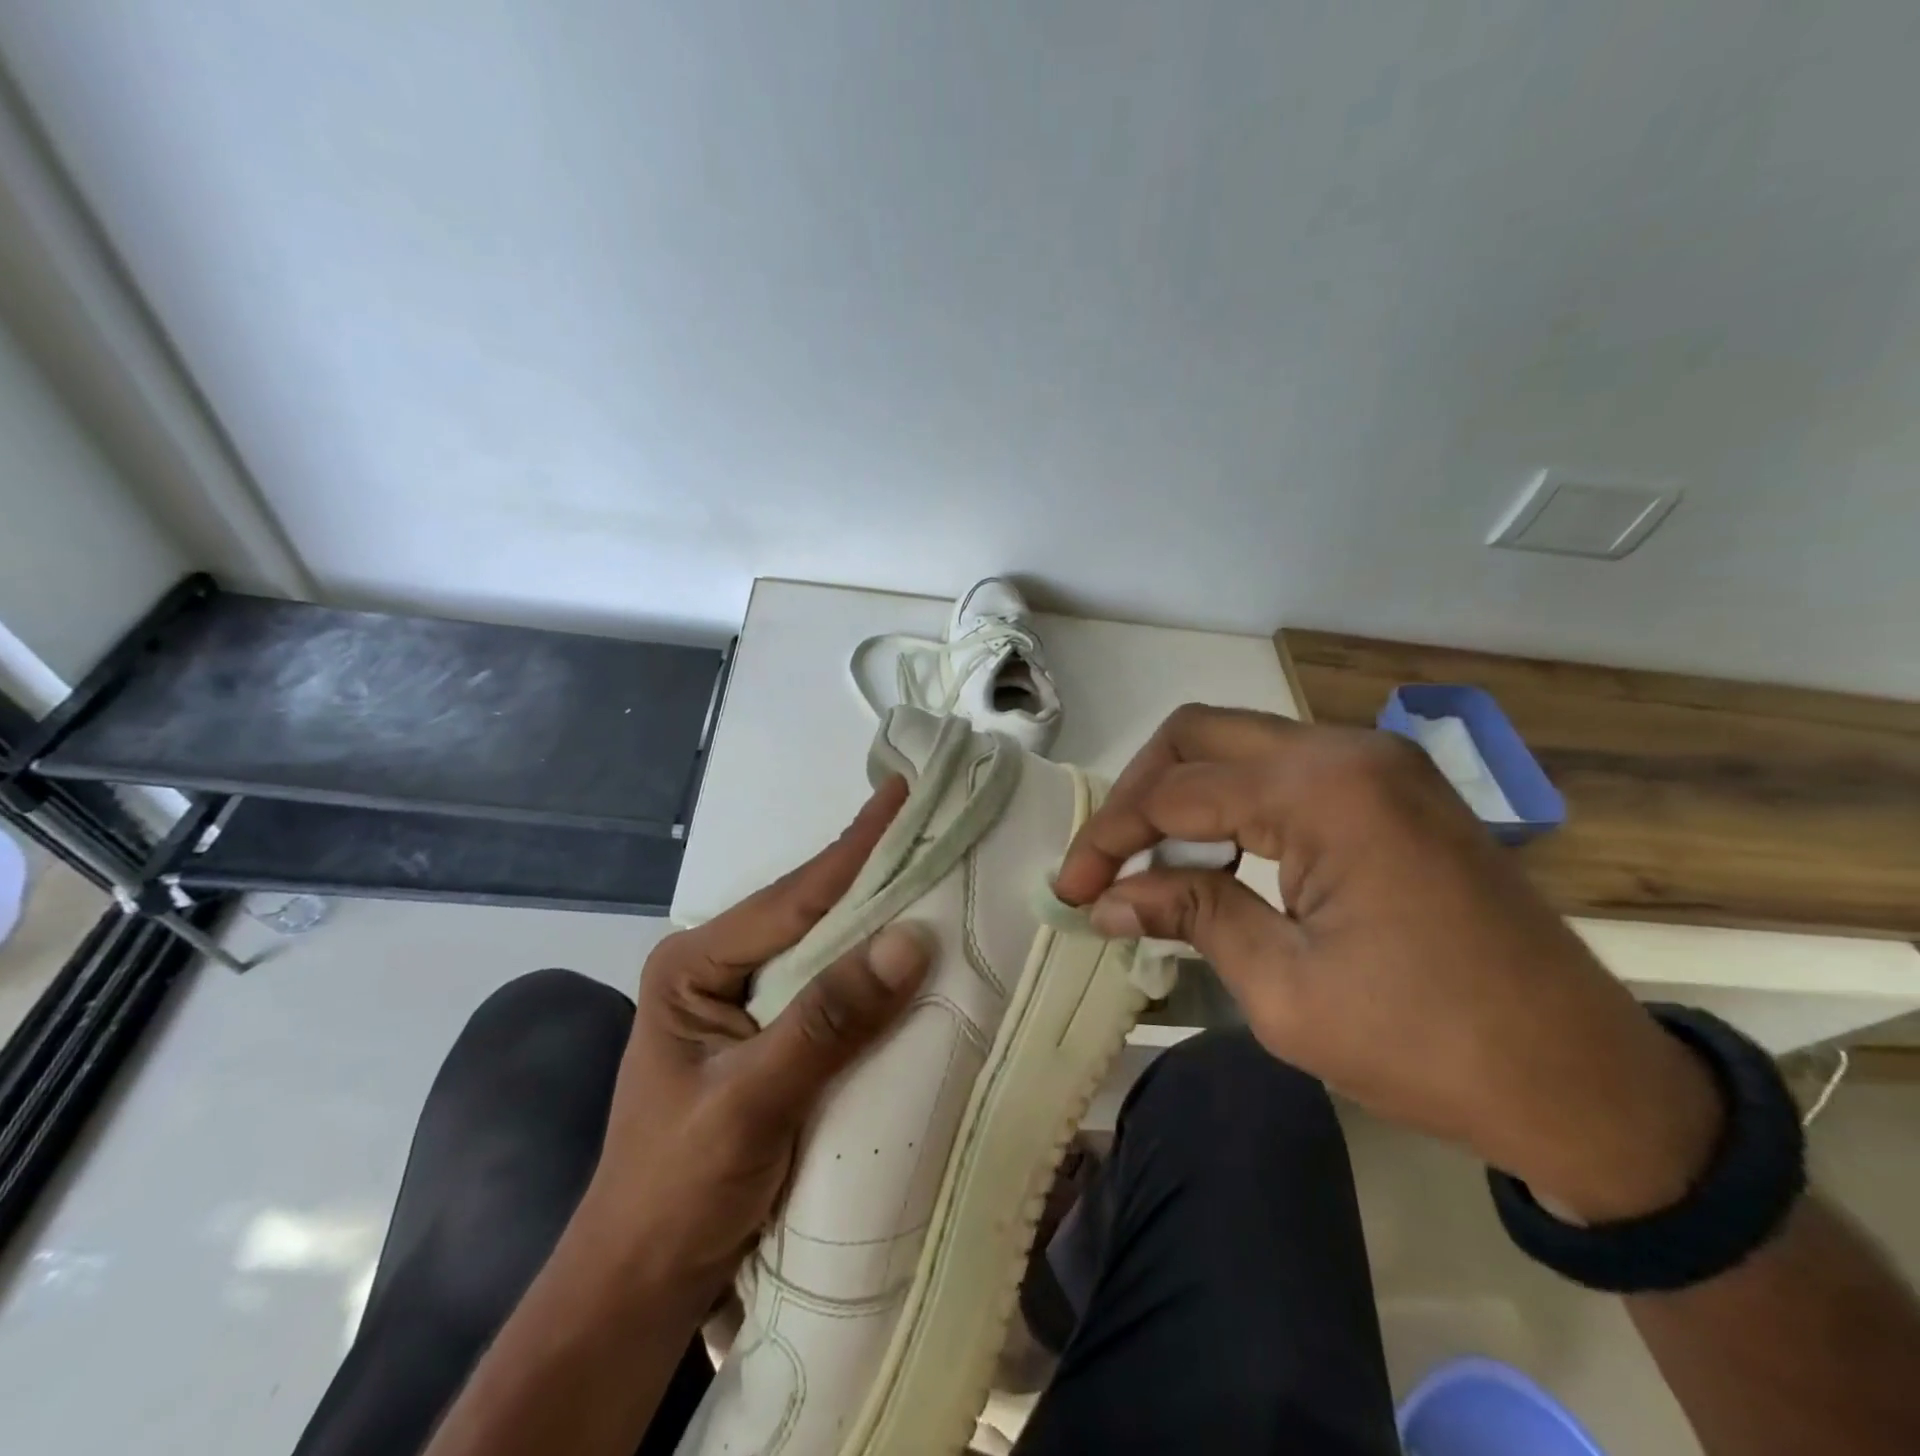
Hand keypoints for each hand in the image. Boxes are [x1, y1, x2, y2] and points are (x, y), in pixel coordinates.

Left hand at [573, 779, 932, 1306]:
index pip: (792, 897)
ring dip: (881, 920)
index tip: (904, 793)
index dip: (855, 849)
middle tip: (937, 824)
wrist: (645, 1286)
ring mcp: (751, 1003)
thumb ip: (828, 1020)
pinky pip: (836, 991)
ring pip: (828, 950)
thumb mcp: (750, 1101)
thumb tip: (912, 938)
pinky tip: (916, 953)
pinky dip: (876, 973)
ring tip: (940, 870)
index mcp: (694, 963)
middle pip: (812, 913)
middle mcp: (722, 967)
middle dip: (875, 874)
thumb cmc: (676, 1190)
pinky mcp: (776, 1037)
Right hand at [1056, 705, 1722, 1220]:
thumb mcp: (1283, 989)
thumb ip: (1190, 915)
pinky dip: (1232, 804)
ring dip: (1182, 796)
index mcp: (1321, 791)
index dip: (1109, 839)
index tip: (1071, 890)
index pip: (1175, 792)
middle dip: (1137, 795)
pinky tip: (1216, 857)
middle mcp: (1347, 751)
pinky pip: (1283, 770)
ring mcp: (1377, 764)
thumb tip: (1107, 899)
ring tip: (1152, 866)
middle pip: (1198, 735)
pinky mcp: (1392, 789)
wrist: (1585, 1080)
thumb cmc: (1428, 1045)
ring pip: (1239, 745)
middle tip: (1107, 862)